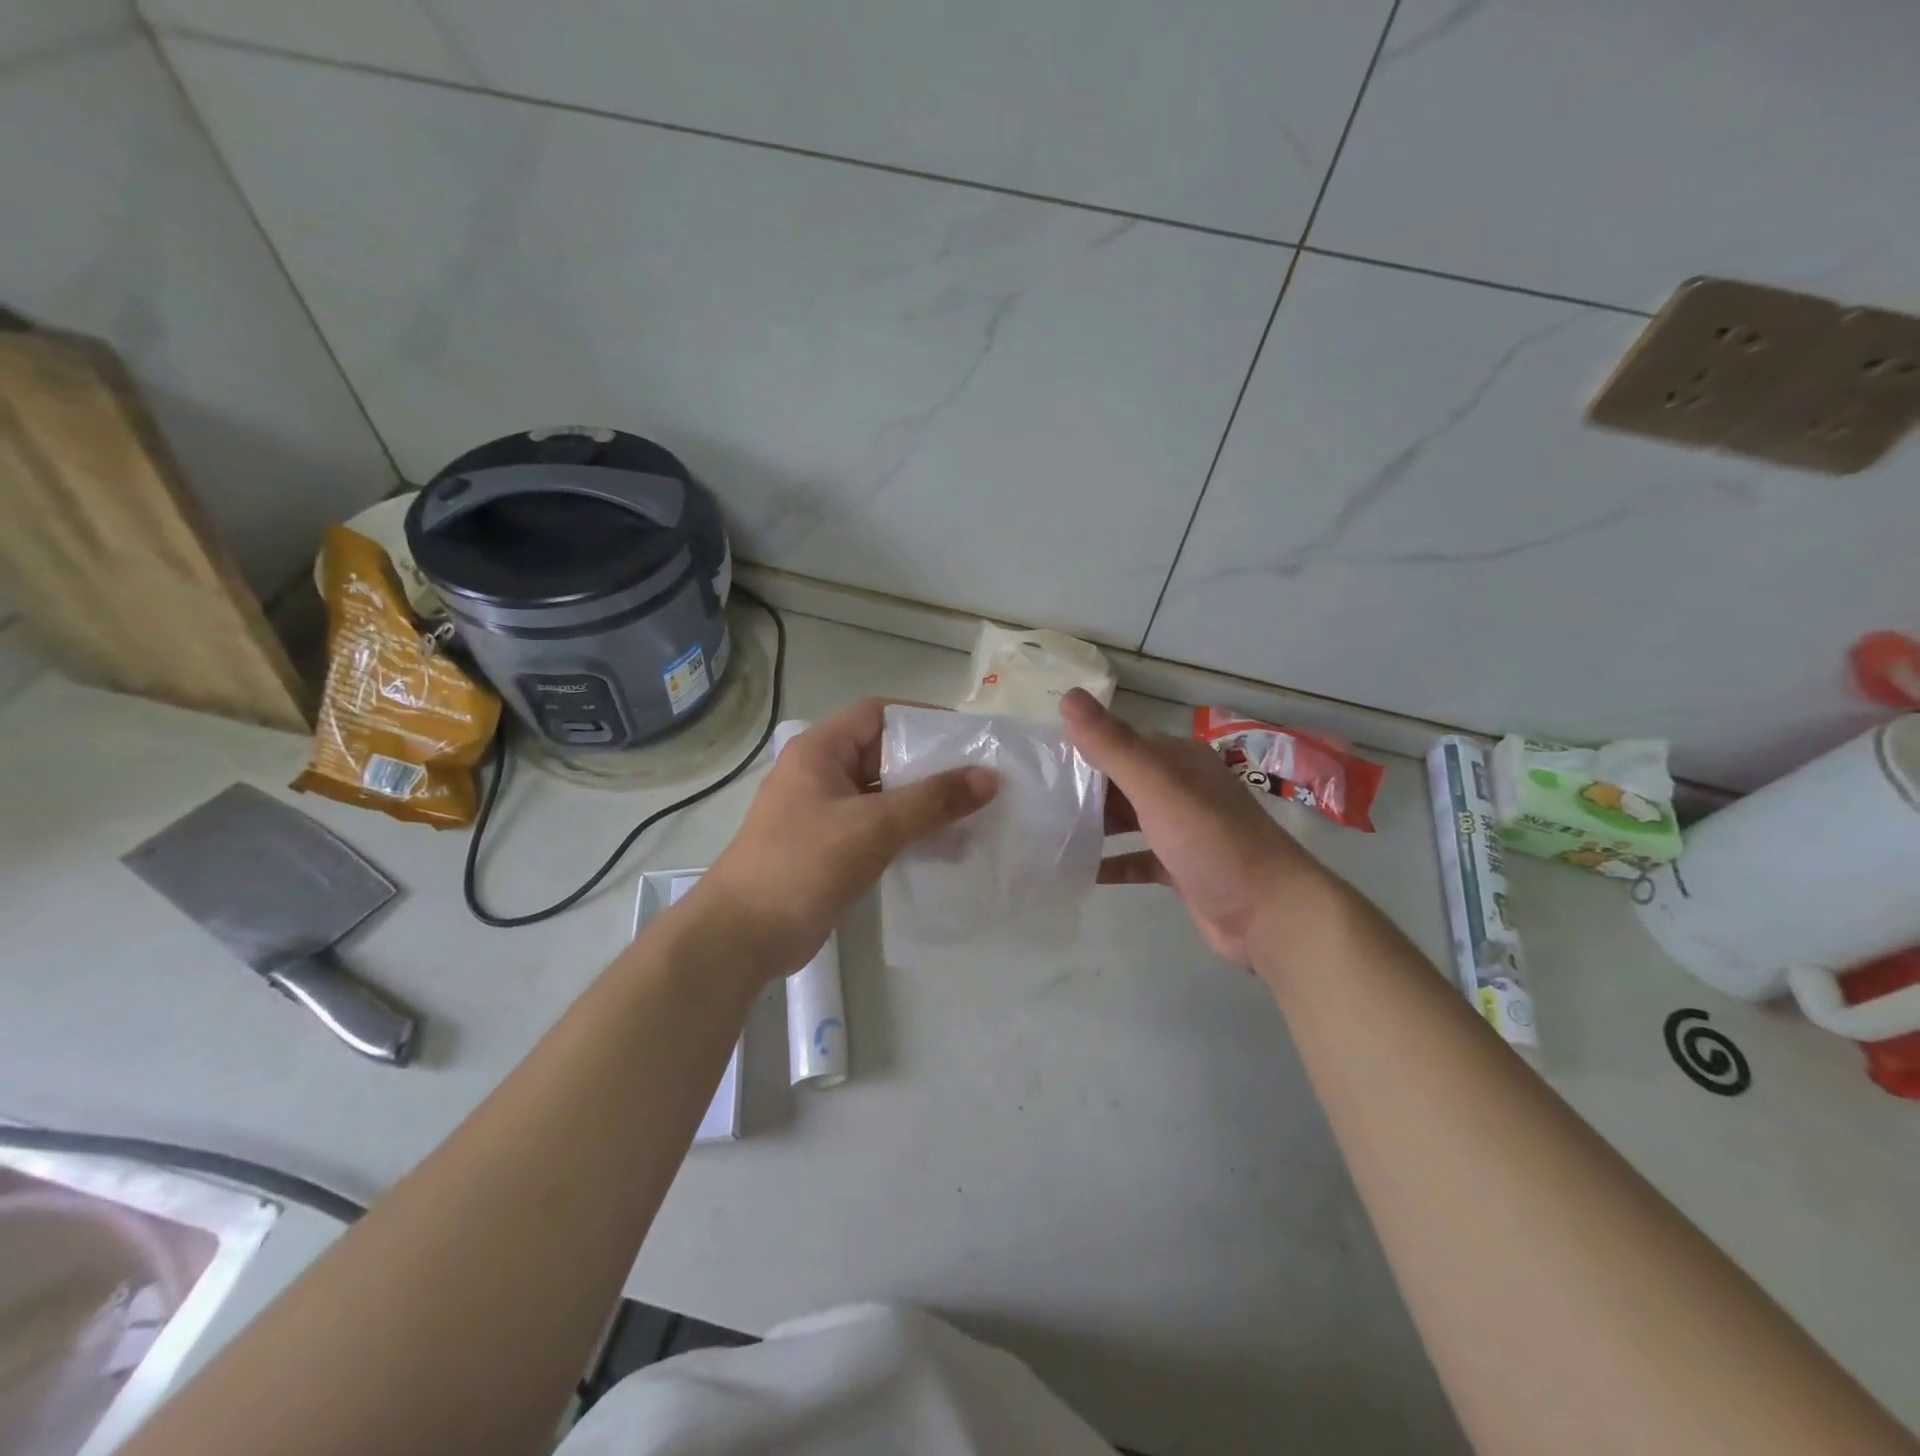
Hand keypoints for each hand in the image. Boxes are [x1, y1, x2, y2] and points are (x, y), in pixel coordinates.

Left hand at [698, 699, 997, 978]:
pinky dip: (908, 832)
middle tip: (982, 779)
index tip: (968, 738)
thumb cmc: (802, 865)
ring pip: (883, 795)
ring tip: (974, 814)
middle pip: (884, 755)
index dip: (923, 720)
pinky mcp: (831, 849)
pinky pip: (877, 828)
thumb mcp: (872, 827)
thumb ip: (932, 801)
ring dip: (923, 803)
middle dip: (931, 766)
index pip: (878, 715)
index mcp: (820, 751)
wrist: (742, 937)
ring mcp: (824, 813)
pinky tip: (944, 847)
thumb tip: (989, 777)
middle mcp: (821, 774)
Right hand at [1063, 688, 1332, 969]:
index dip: (1079, 748)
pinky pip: (1136, 859)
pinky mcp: (1181, 868)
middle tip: (1030, 803)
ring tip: (1044, 833)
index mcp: (1178, 761)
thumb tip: (1068, 696)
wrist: (1273, 915)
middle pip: (1120, 782)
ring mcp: (1183, 830)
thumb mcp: (1159, 789)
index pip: (1119, 743)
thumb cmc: (1214, 843)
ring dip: (1093, 825)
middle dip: (1081, 790)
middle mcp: (1181, 789)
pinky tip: (1078, 871)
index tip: (1035, 762)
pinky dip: (1111, 863)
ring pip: (1127, 820)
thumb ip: (1114, 746)